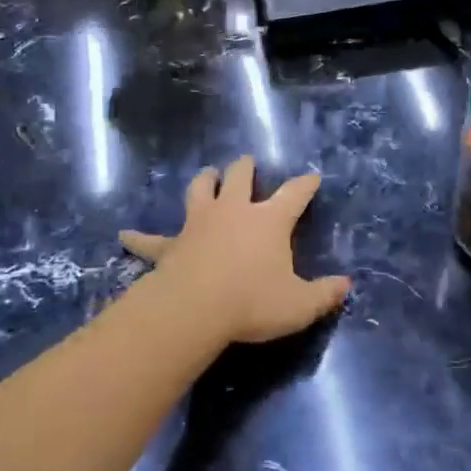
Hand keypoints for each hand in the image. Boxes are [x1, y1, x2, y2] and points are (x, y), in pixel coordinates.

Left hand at [120, 157, 349, 345]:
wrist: (196, 309)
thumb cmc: (252, 302)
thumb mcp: (299, 305)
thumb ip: (325, 294)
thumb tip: (346, 286)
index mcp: (269, 220)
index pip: (294, 194)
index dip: (305, 185)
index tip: (313, 177)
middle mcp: (234, 211)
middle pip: (240, 177)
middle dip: (245, 168)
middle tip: (247, 162)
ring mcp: (199, 224)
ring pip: (200, 190)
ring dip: (204, 181)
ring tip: (207, 174)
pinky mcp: (171, 245)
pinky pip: (151, 240)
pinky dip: (138, 238)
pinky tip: (123, 235)